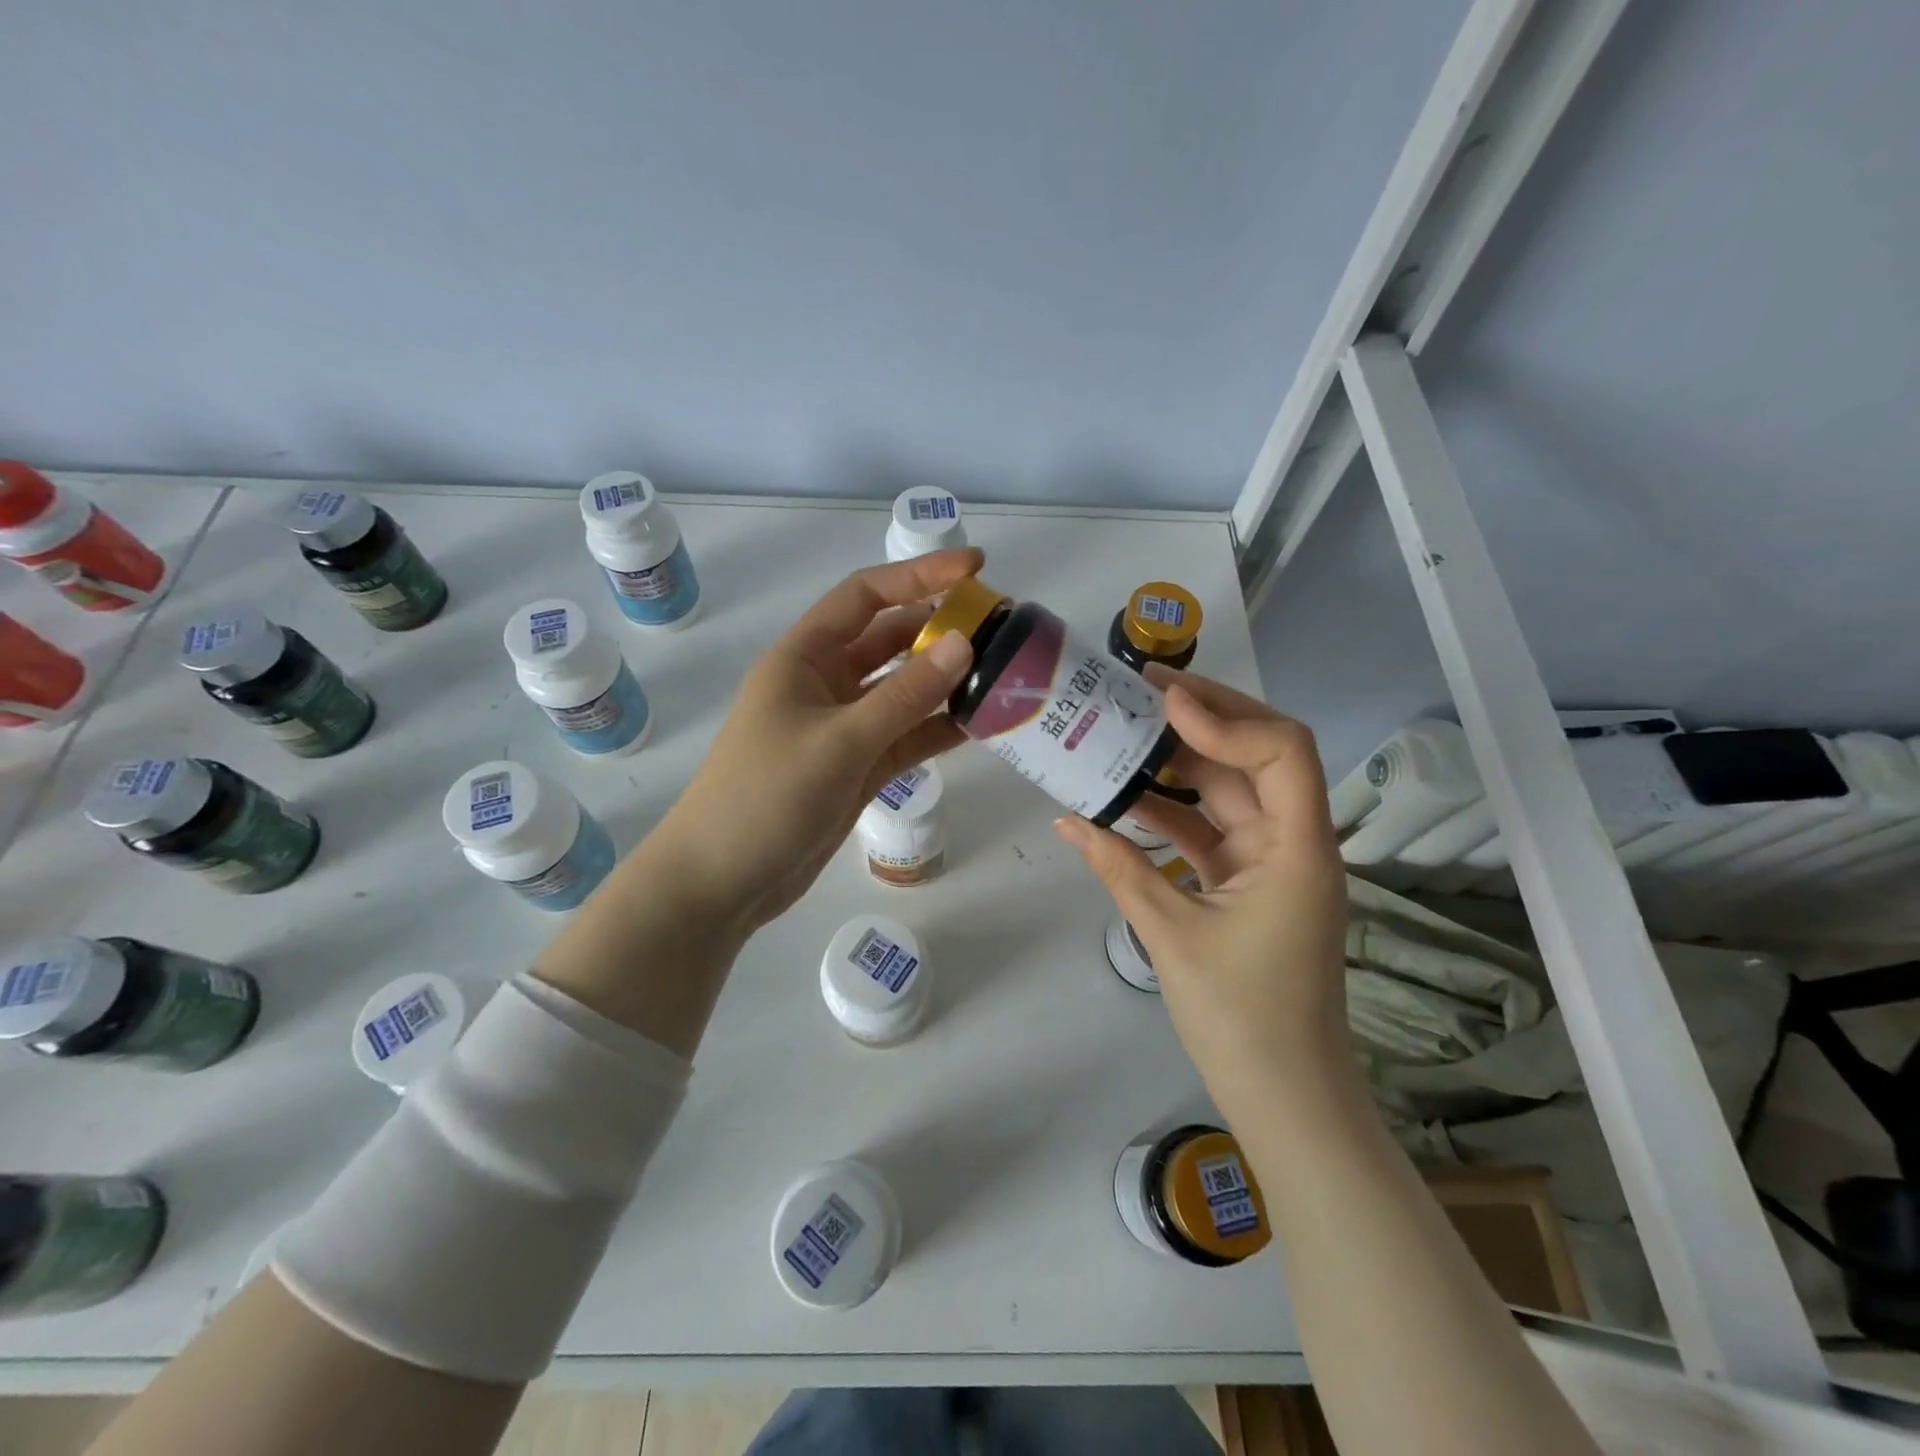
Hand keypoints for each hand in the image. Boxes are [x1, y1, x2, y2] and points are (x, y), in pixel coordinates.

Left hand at [640, 549, 980, 942]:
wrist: (722, 882)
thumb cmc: (766, 797)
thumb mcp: (839, 742)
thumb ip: (904, 696)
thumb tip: (964, 643)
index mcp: (805, 657)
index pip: (867, 596)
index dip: (920, 575)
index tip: (976, 567)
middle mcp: (826, 683)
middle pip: (891, 640)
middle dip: (942, 629)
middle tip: (1003, 628)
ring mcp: (844, 727)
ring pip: (904, 690)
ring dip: (947, 681)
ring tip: (1005, 673)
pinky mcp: (858, 767)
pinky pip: (906, 735)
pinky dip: (939, 728)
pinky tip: (982, 723)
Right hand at [1054, 669, 1350, 1118]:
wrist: (1285, 1097)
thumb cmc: (1241, 1019)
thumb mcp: (1171, 935)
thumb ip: (1119, 869)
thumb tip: (1066, 821)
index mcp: (1298, 848)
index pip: (1281, 751)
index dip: (1226, 716)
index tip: (1162, 702)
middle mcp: (1294, 842)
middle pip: (1257, 756)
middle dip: (1203, 717)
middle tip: (1140, 688)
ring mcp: (1271, 863)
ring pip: (1230, 790)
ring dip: (1182, 760)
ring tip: (1126, 727)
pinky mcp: (1248, 883)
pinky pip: (1211, 829)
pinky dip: (1173, 811)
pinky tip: (1126, 797)